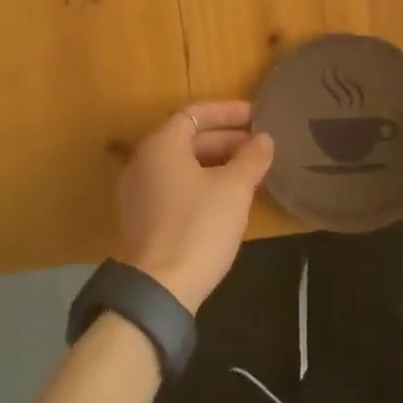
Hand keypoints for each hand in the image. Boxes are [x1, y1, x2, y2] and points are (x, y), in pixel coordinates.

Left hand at [116, 101, 273, 313]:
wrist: (159, 289)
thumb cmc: (198, 227)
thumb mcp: (234, 189)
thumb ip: (251, 158)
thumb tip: (264, 139)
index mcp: (161, 144)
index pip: (196, 113)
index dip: (228, 112)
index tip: (257, 117)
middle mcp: (143, 161)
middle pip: (188, 138)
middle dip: (226, 139)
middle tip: (259, 146)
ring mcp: (138, 191)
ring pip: (182, 165)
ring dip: (215, 162)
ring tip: (249, 170)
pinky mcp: (141, 218)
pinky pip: (174, 186)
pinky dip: (200, 183)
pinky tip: (226, 198)